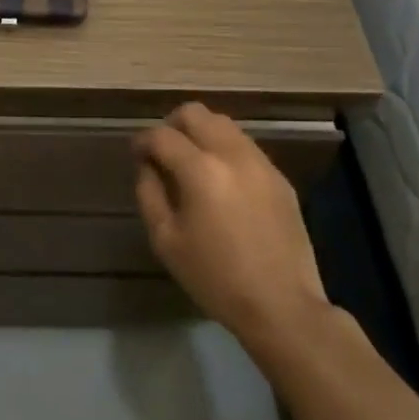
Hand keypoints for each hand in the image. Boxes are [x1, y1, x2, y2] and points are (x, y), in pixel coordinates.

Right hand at [134, 104, 330, 369]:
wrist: (282, 306)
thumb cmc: (216, 278)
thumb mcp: (166, 241)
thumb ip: (149, 194)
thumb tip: (147, 166)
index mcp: (201, 170)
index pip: (162, 135)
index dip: (142, 141)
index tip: (136, 154)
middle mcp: (232, 154)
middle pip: (195, 113)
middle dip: (172, 125)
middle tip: (162, 151)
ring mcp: (260, 163)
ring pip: (223, 124)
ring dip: (200, 133)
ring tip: (191, 163)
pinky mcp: (279, 177)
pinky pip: (245, 146)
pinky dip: (224, 149)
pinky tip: (221, 180)